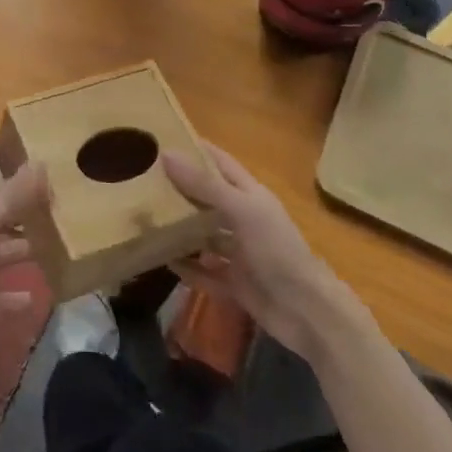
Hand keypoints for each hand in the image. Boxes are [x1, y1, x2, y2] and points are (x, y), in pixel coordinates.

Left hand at [0, 141, 46, 376]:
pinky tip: (44, 293)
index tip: (12, 128)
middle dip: (27, 200)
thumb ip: (11, 196)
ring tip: (67, 235)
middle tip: (63, 186)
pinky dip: (23, 295)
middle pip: (5, 211)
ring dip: (33, 245)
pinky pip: (9, 297)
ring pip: (13, 250)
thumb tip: (43, 161)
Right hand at [165, 140, 362, 360]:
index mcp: (250, 196)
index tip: (164, 138)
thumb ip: (204, 185)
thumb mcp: (241, 210)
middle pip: (208, 199)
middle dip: (180, 190)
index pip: (220, 163)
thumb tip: (166, 154)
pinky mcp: (235, 284)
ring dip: (181, 230)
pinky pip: (205, 273)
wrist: (308, 313)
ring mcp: (240, 254)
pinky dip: (188, 269)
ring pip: (205, 236)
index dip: (196, 150)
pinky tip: (164, 262)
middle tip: (143, 180)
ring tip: (147, 220)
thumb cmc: (277, 251)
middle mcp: (244, 220)